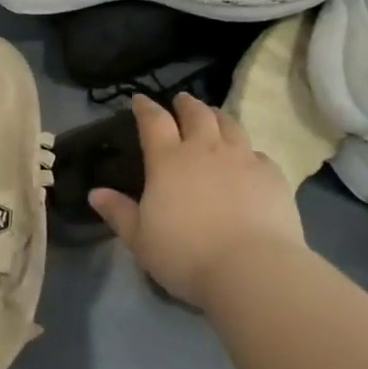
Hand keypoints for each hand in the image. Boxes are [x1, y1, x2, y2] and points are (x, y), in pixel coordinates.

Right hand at [89, 93, 304, 309]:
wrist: (251, 269)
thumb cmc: (185, 255)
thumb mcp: (140, 239)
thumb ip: (118, 212)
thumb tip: (95, 193)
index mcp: (168, 161)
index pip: (154, 121)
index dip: (146, 107)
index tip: (140, 99)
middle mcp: (205, 150)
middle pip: (196, 114)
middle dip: (186, 104)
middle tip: (182, 101)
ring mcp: (242, 159)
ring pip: (230, 125)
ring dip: (218, 117)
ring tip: (214, 118)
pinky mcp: (272, 175)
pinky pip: (258, 153)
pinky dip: (248, 151)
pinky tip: (248, 160)